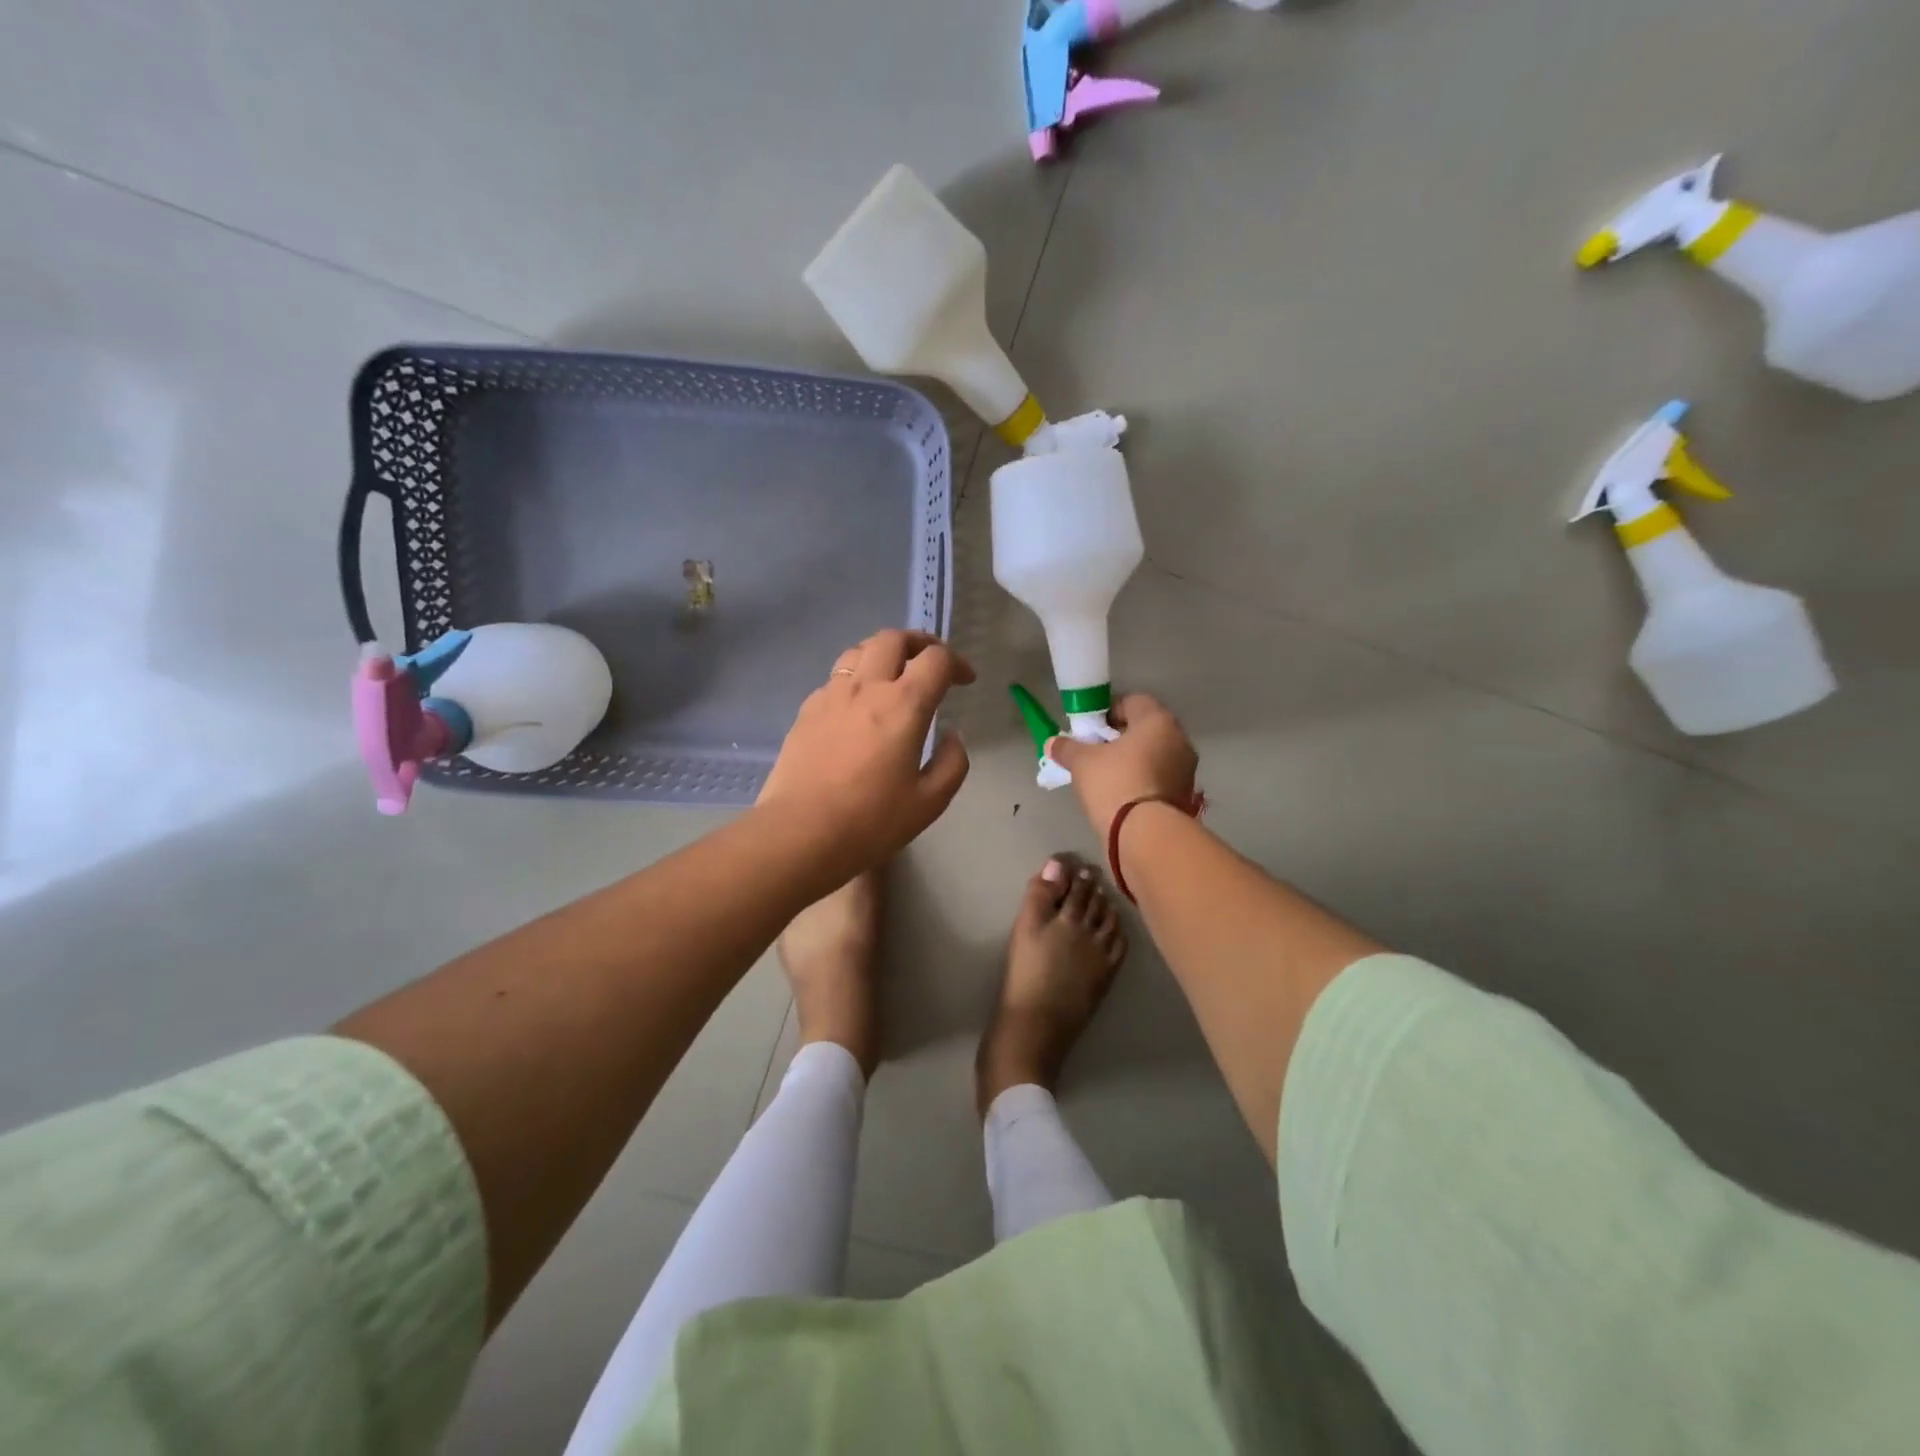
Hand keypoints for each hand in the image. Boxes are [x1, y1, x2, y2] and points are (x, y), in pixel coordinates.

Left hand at [757, 630, 974, 883]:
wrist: (799, 833)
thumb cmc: (871, 821)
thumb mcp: (929, 802)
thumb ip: (951, 763)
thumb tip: (951, 736)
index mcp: (904, 704)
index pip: (936, 660)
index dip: (956, 663)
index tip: (965, 680)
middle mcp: (867, 687)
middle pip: (893, 639)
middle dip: (919, 642)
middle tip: (931, 663)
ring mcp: (831, 695)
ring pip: (859, 651)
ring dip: (883, 653)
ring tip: (894, 674)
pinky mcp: (806, 711)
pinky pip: (835, 678)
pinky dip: (856, 678)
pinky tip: (858, 706)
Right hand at [1046, 694, 1198, 839]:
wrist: (1144, 834)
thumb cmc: (1114, 783)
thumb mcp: (1082, 762)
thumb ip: (1067, 747)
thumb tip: (1053, 743)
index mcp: (1158, 720)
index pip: (1132, 701)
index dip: (1107, 711)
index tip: (1090, 729)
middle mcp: (1179, 739)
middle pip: (1145, 728)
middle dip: (1120, 737)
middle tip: (1095, 751)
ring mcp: (1186, 768)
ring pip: (1154, 753)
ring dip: (1133, 759)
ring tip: (1106, 775)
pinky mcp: (1185, 794)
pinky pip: (1159, 776)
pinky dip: (1142, 778)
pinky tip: (1122, 793)